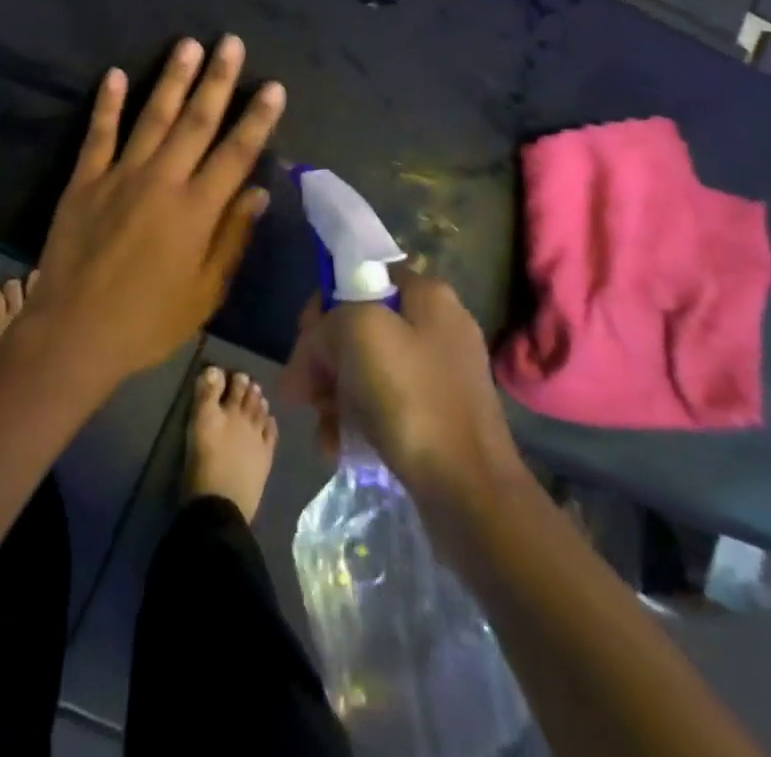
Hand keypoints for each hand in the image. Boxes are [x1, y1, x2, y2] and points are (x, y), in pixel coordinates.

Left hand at [25, 36, 284, 389]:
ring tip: (187, 44)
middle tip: (230, 42)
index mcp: (196, 210)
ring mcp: (119, 175)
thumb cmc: (147, 321)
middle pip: (196, 121)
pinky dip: (106, 104)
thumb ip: (232, 237)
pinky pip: (98, 134)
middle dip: (217, 80)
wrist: (74, 332)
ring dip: (171, 79)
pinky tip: (114, 74)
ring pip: (151, 117)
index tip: (273, 86)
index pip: (236, 153)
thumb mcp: (204, 292)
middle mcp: (162, 181)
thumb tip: (259, 191)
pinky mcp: (84, 180)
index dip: (257, 118)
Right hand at [282, 268, 524, 510]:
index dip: (325, 304)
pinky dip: (356, 420)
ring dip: (334, 394)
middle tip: (300, 392)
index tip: (304, 339)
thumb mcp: (358, 333)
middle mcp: (438, 327)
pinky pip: (384, 405)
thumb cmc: (412, 398)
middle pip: (359, 327)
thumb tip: (314, 350)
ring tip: (320, 426)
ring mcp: (440, 374)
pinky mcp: (438, 417)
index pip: (360, 277)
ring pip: (366, 369)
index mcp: (428, 295)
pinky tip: (338, 447)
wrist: (471, 493)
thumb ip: (326, 323)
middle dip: (324, 359)